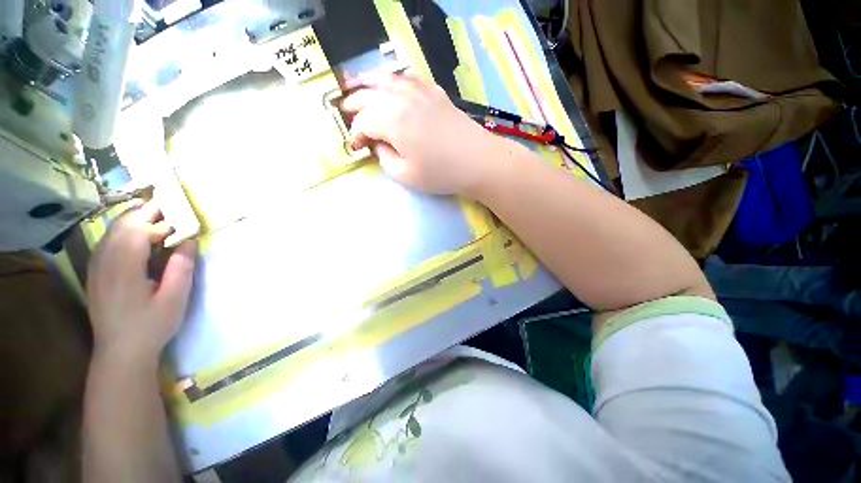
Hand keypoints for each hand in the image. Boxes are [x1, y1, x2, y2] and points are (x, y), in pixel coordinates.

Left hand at [86, 202, 196, 364]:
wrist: (120, 352)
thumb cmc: (151, 326)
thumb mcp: (174, 300)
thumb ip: (181, 269)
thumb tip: (189, 242)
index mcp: (125, 271)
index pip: (137, 233)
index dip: (159, 223)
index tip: (180, 221)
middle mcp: (105, 264)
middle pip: (121, 227)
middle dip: (144, 213)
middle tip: (167, 205)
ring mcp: (97, 268)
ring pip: (110, 232)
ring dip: (131, 218)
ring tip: (151, 211)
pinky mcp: (95, 273)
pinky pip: (105, 242)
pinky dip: (120, 230)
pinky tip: (131, 231)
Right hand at [342, 73, 506, 195]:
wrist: (478, 161)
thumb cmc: (440, 172)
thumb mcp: (405, 175)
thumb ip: (384, 157)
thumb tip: (377, 144)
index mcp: (390, 120)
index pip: (362, 123)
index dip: (355, 135)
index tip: (356, 147)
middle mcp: (400, 98)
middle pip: (368, 96)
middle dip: (353, 106)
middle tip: (345, 114)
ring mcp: (418, 91)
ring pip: (384, 80)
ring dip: (366, 83)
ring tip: (354, 85)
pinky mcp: (433, 91)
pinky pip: (406, 77)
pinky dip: (392, 78)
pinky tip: (390, 82)